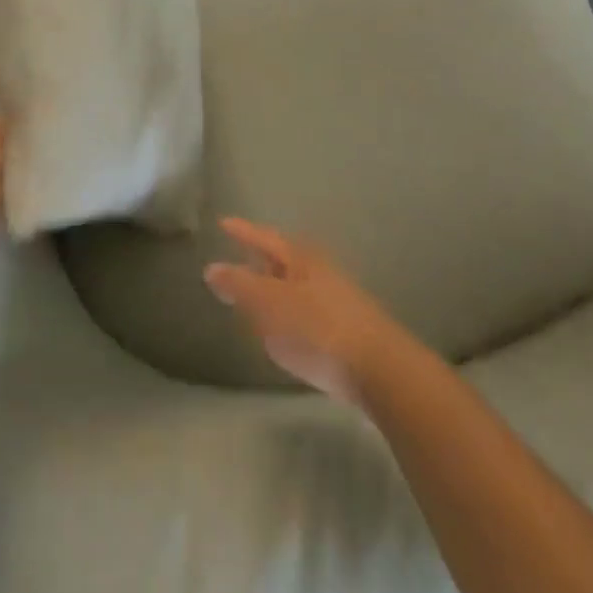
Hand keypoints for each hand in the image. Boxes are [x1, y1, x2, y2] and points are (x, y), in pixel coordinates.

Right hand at [203, 218, 412, 405]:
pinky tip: (287, 329)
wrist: (380, 369)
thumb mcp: (269, 305)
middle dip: (262, 259)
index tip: (224, 223)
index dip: (243, 232)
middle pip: (284, 259)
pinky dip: (291, 311)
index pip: (264, 238)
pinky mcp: (348, 328)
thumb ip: (239, 285)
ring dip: (277, 287)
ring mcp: (337, 298)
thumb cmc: (317, 329)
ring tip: (258, 296)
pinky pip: (308, 309)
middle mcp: (319, 271)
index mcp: (300, 259)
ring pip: (298, 284)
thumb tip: (212, 267)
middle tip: (239, 259)